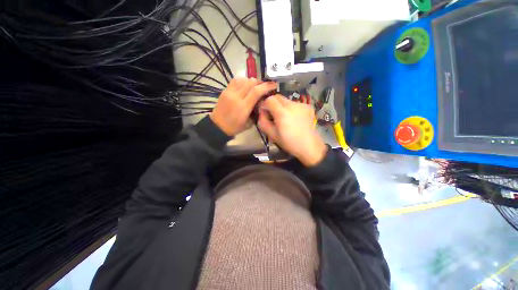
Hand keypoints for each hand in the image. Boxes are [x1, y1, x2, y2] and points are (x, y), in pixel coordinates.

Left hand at [210, 78, 276, 135]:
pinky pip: (235, 80)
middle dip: (260, 83)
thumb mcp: (249, 124)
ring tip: (255, 86)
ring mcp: (229, 92)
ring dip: (252, 81)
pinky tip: (245, 85)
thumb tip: (261, 102)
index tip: (273, 85)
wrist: (218, 126)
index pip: (256, 92)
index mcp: (243, 107)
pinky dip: (243, 80)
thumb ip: (256, 112)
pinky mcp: (225, 90)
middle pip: (251, 82)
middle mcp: (236, 97)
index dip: (266, 86)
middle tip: (264, 87)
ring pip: (243, 79)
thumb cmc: (234, 127)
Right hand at [258, 95, 327, 166]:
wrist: (309, 145)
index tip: (264, 113)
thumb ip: (263, 122)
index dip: (264, 105)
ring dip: (281, 107)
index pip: (269, 100)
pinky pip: (295, 104)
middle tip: (273, 115)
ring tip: (284, 118)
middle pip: (278, 97)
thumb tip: (261, 113)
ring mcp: (301, 104)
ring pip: (286, 100)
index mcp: (282, 113)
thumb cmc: (289, 142)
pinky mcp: (308, 106)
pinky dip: (291, 109)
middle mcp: (292, 105)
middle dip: (272, 104)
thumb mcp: (272, 135)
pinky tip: (293, 119)